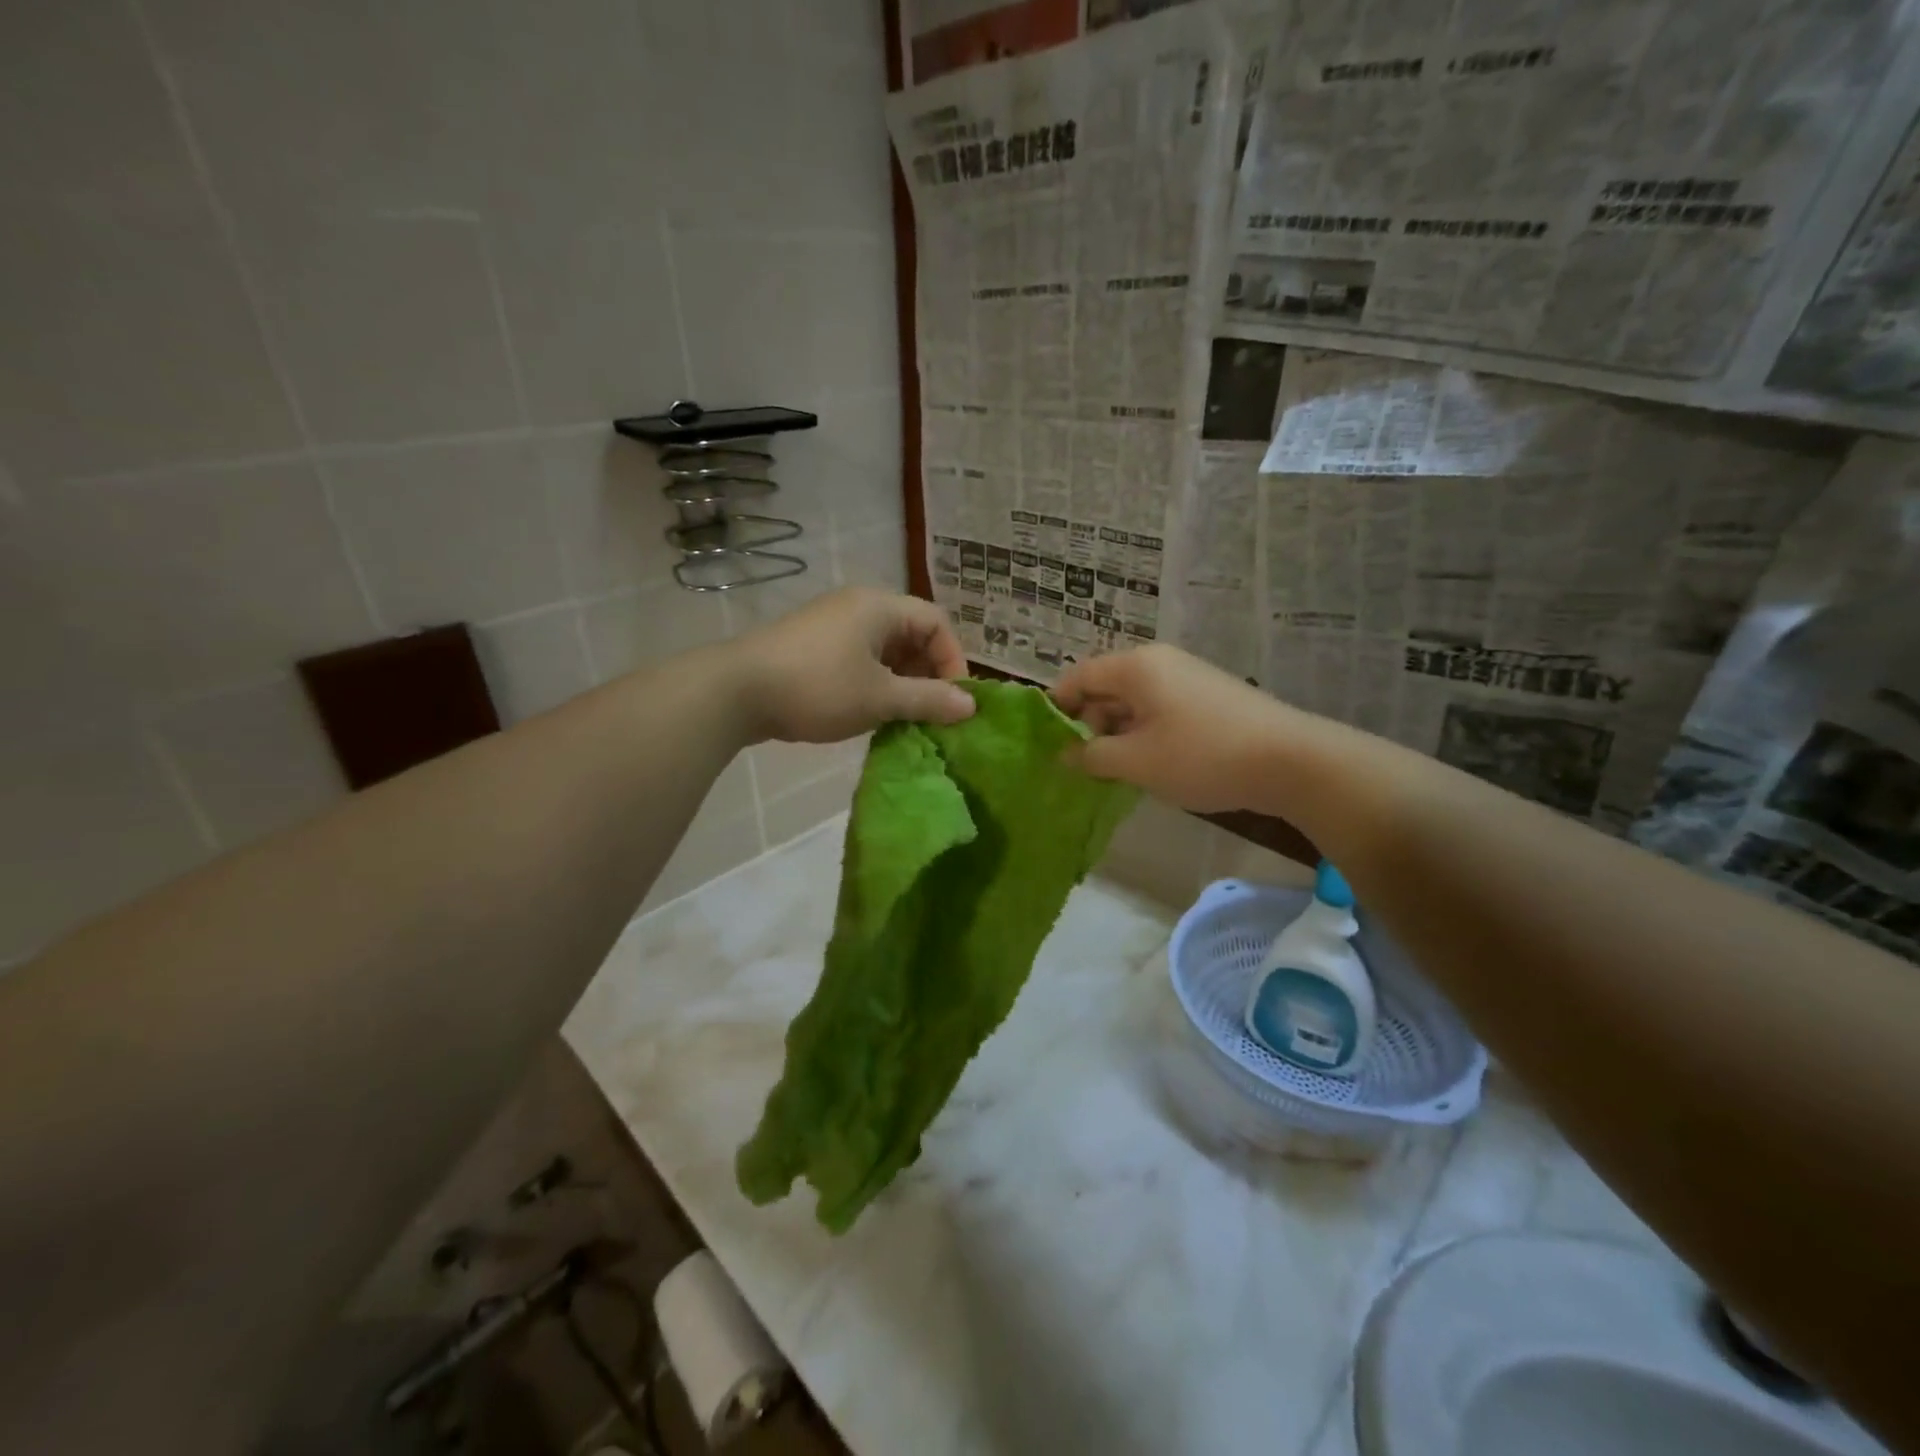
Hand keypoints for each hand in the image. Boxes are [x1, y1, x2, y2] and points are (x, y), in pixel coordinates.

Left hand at [730, 588, 974, 743]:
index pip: (936, 623)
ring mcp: (832, 626)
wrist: (737, 692)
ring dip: (902, 683)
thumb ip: (928, 700)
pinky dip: (875, 683)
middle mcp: (859, 607)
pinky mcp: (813, 647)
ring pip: (885, 651)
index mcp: (880, 607)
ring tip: (904, 718)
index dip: (953, 660)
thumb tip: (970, 705)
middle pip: (912, 635)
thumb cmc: (818, 688)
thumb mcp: (880, 698)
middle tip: (931, 713)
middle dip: (928, 674)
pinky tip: (872, 713)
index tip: (953, 701)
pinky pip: (860, 660)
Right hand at [1051, 645, 1295, 812]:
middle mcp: (1159, 662)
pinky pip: (1161, 709)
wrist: (1291, 760)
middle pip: (1106, 687)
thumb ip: (1092, 756)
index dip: (1058, 708)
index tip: (1050, 743)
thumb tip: (1065, 754)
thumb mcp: (1136, 762)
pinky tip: (1155, 764)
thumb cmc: (1201, 756)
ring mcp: (1188, 677)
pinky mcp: (1209, 697)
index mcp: (1136, 667)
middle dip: (1090, 724)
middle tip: (1090, 765)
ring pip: (1134, 701)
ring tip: (1122, 771)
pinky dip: (1146, 733)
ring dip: (1119, 733)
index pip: (1078, 677)